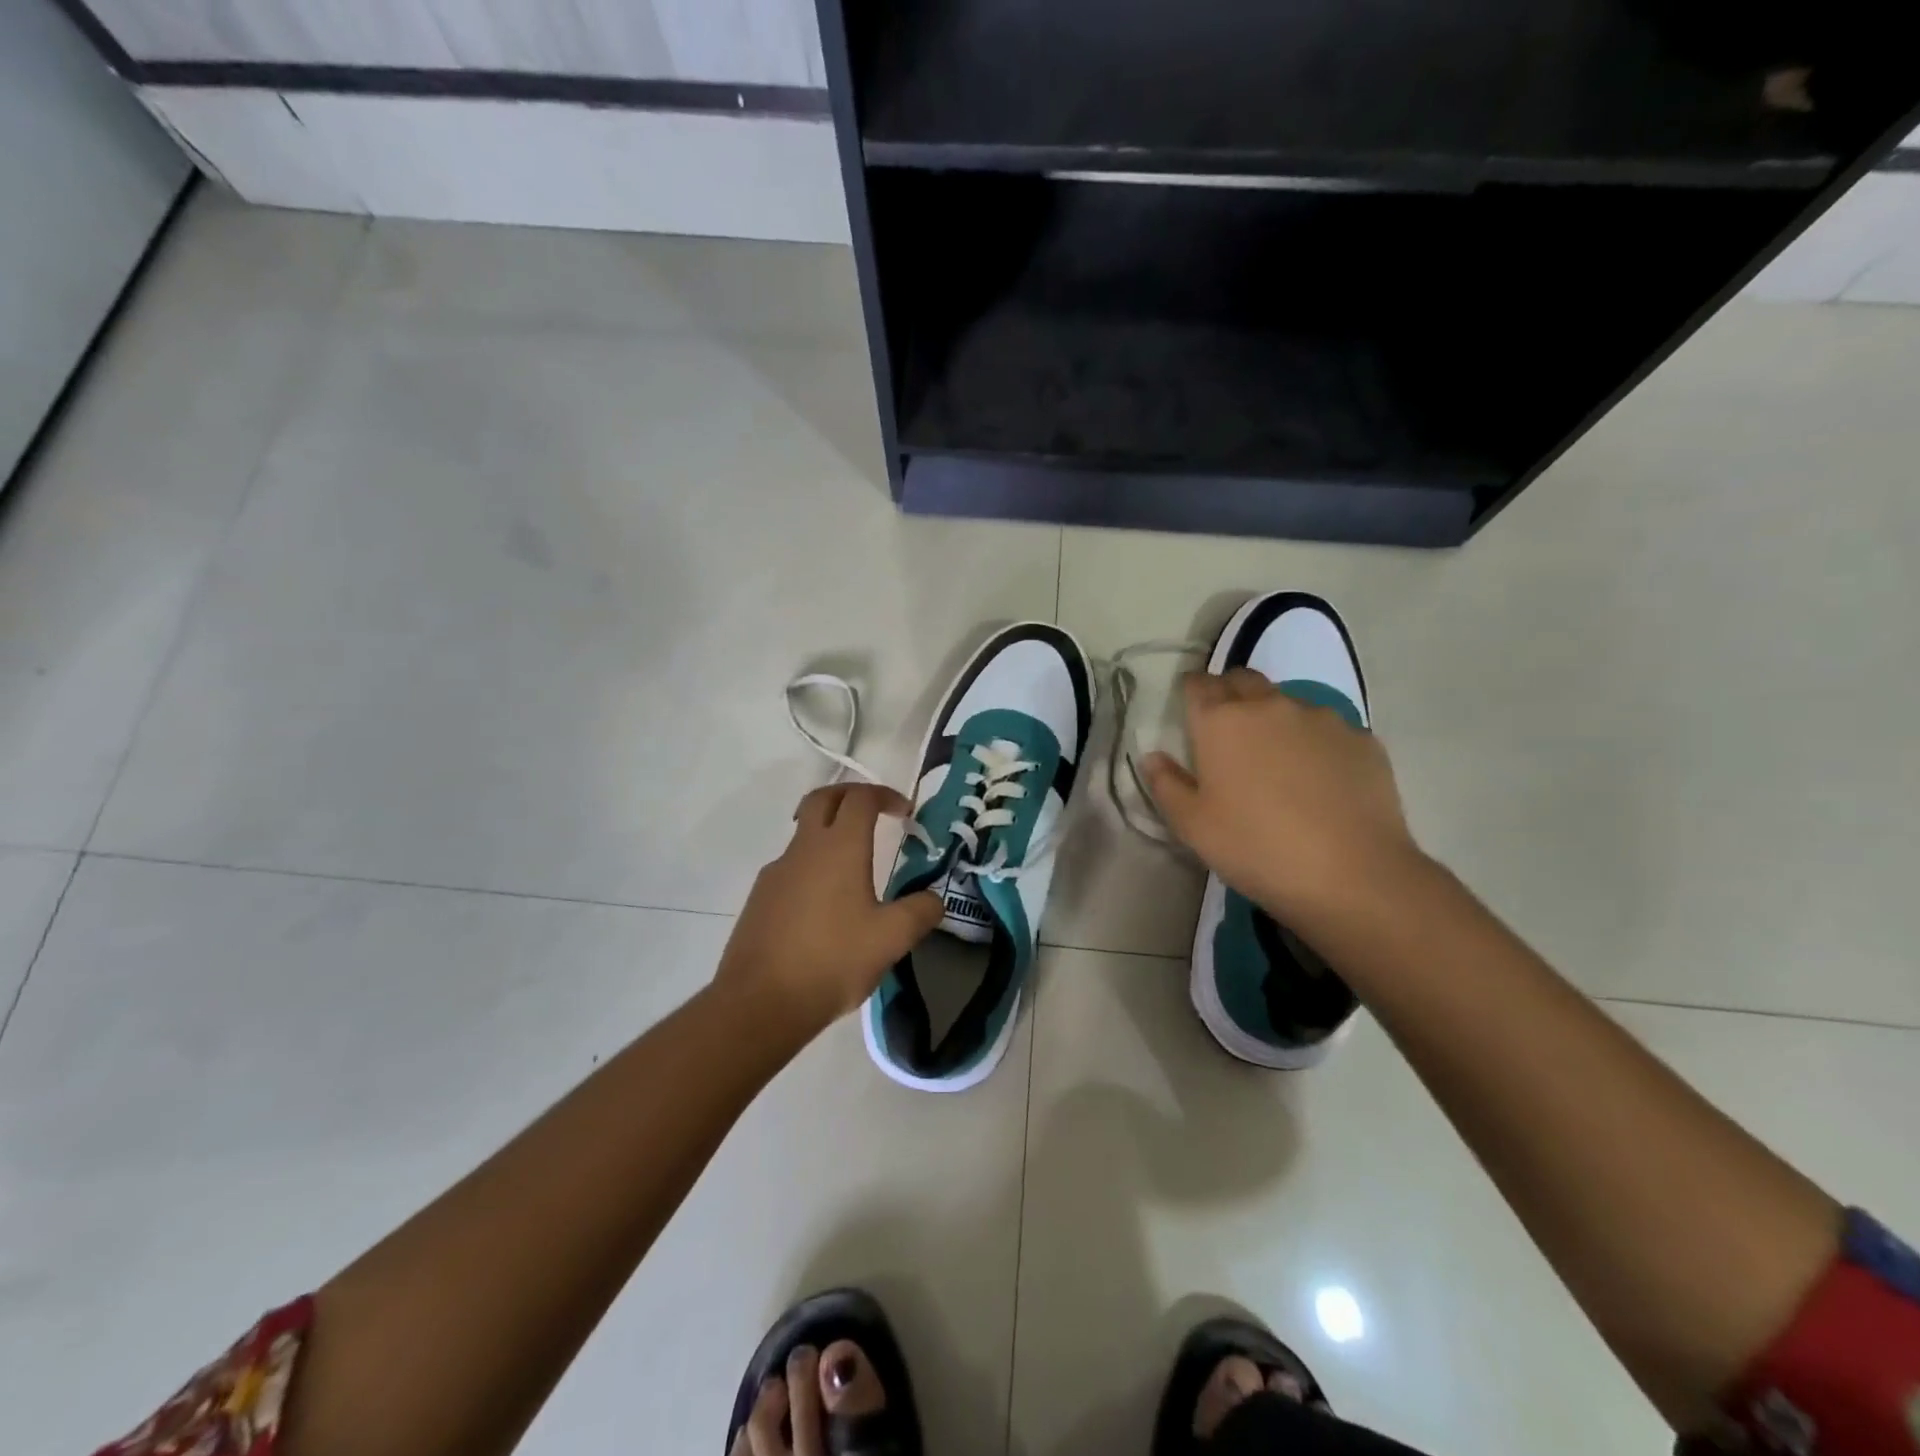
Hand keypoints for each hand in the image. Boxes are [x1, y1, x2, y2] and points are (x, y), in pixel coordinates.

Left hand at [714, 783, 943, 1032]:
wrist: (760, 1002)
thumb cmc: (832, 961)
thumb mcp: (891, 939)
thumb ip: (920, 913)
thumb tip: (934, 900)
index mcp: (839, 848)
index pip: (861, 799)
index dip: (885, 795)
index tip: (904, 811)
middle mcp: (804, 850)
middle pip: (823, 799)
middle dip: (850, 795)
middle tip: (873, 811)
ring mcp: (776, 872)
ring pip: (804, 834)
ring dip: (829, 833)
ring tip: (854, 867)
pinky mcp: (760, 898)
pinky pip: (791, 867)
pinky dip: (812, 866)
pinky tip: (825, 906)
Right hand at [1141, 669, 1423, 925]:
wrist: (1352, 874)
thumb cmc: (1256, 847)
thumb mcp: (1193, 826)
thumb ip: (1166, 785)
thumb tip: (1152, 757)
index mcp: (1222, 721)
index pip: (1198, 684)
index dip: (1191, 691)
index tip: (1189, 709)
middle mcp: (1270, 706)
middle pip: (1244, 680)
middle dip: (1230, 693)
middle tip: (1226, 728)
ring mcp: (1322, 719)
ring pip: (1287, 702)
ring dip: (1273, 718)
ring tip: (1276, 759)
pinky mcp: (1362, 739)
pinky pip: (1327, 729)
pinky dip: (1314, 742)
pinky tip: (1318, 779)